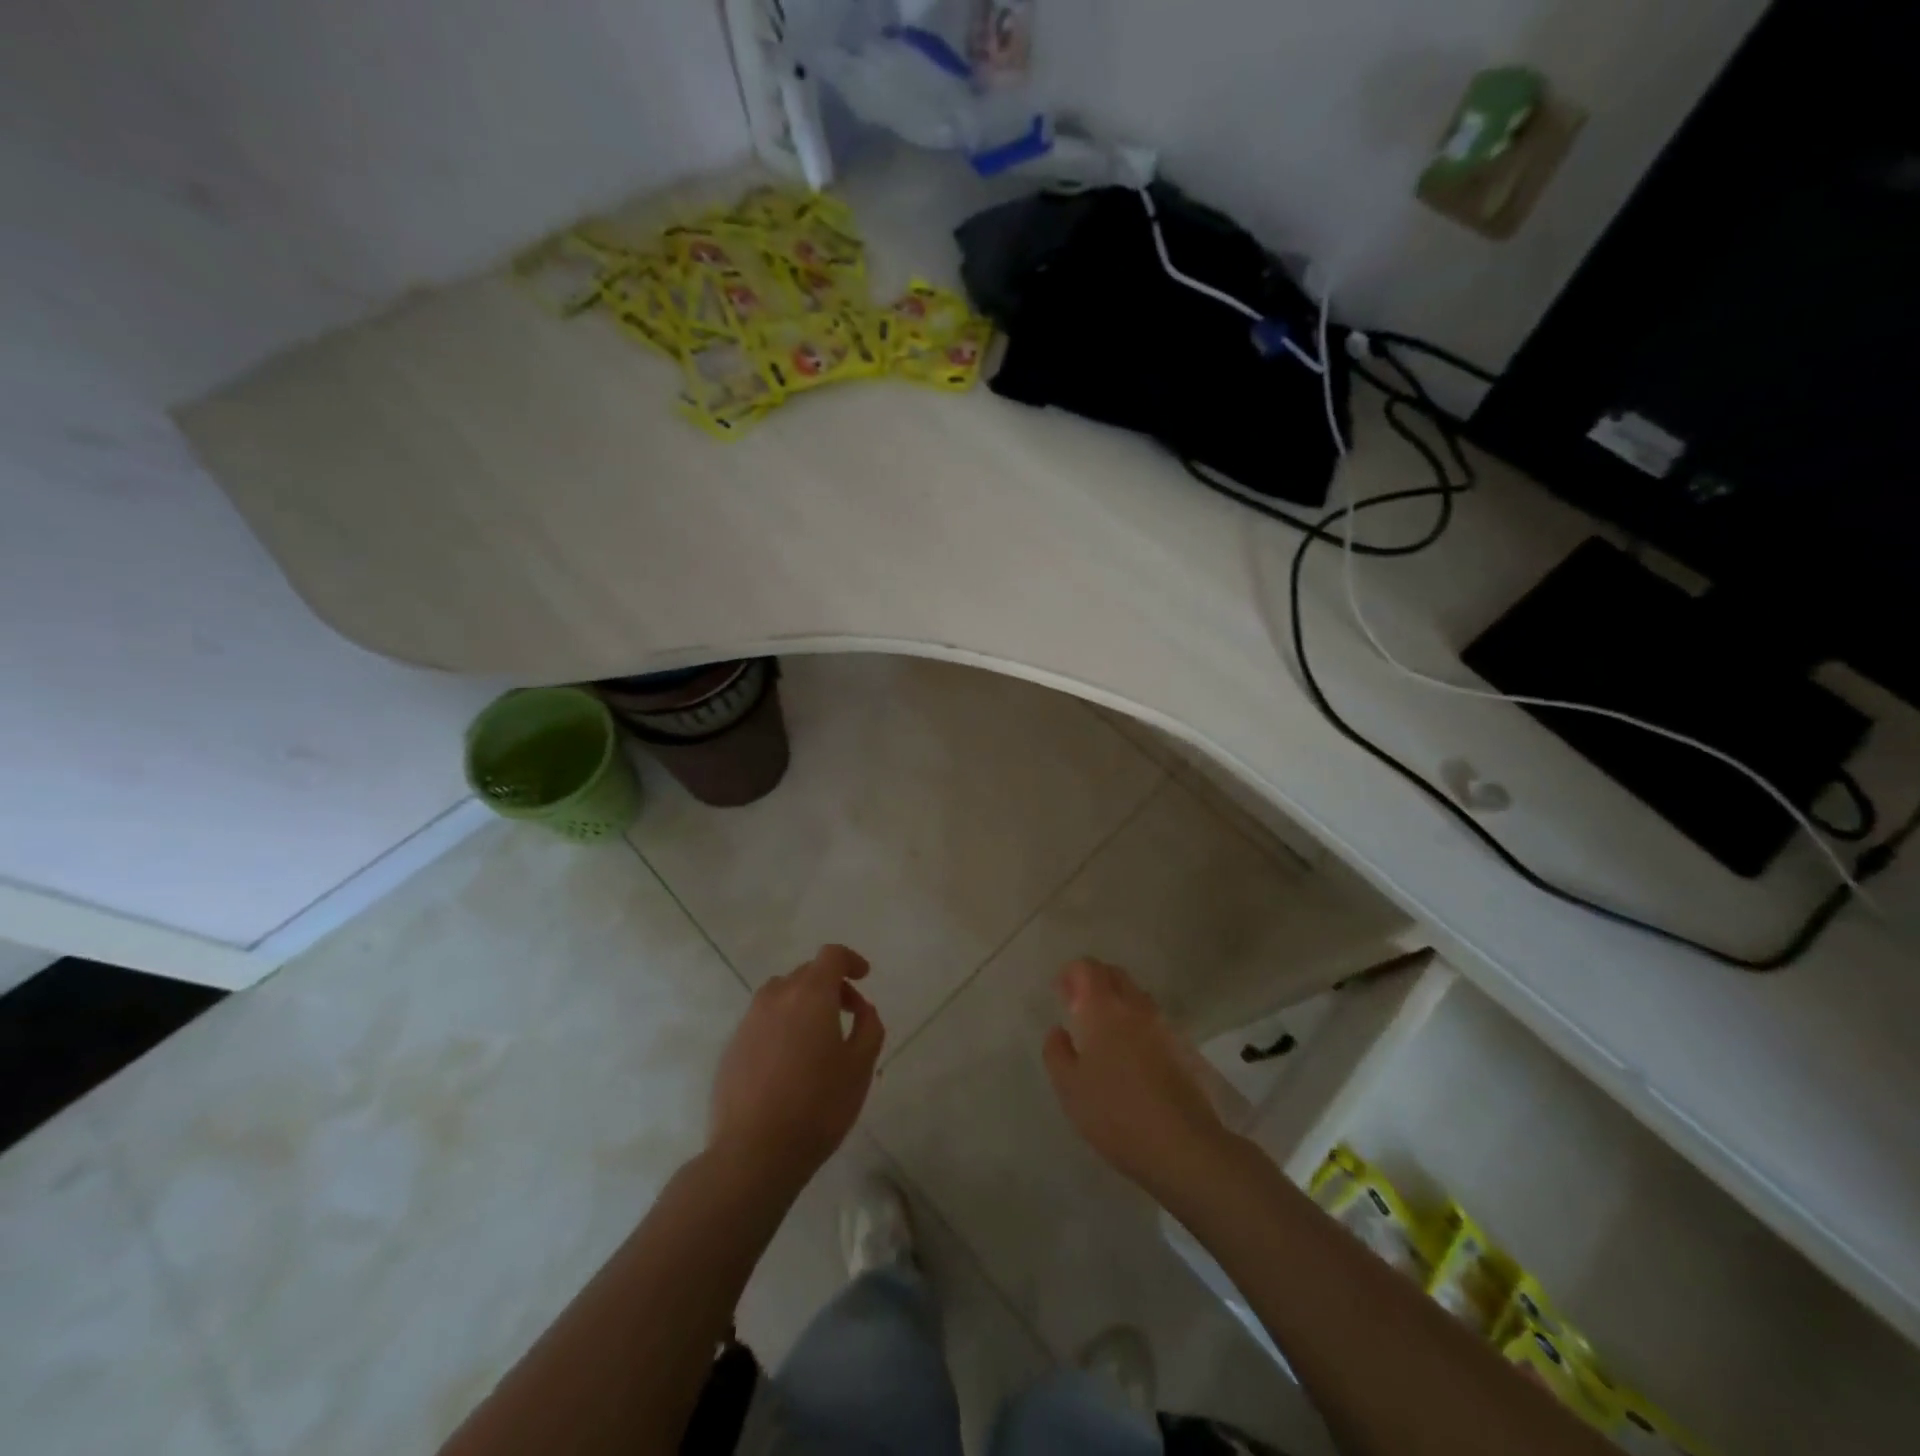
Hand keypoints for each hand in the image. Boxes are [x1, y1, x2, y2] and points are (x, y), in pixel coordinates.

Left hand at [709, 945, 883, 1186]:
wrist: (753, 1153)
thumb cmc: (818, 1106)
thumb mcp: (860, 1067)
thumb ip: (869, 1027)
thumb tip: (862, 1008)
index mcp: (811, 995)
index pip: (831, 955)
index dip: (850, 960)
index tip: (863, 977)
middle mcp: (776, 997)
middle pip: (806, 973)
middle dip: (830, 985)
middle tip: (848, 1015)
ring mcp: (749, 1021)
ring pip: (780, 995)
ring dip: (802, 1004)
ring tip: (816, 1038)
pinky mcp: (731, 1047)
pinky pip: (762, 1021)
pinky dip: (780, 1026)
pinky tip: (789, 1062)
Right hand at [1043, 959, 1230, 1195]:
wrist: (1182, 1145)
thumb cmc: (1115, 1112)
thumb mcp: (1069, 1087)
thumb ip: (1056, 1052)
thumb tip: (1058, 1030)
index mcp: (1104, 1008)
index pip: (1088, 967)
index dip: (1071, 973)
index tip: (1060, 993)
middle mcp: (1136, 1006)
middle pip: (1115, 974)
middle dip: (1094, 982)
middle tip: (1078, 1007)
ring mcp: (1163, 1025)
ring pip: (1136, 996)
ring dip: (1117, 1001)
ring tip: (1102, 1032)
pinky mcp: (1182, 1047)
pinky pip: (1152, 1020)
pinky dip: (1136, 1023)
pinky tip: (1129, 1054)